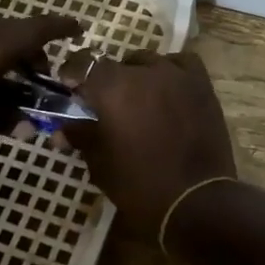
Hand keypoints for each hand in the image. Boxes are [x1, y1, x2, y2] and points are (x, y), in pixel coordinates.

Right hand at [58, 51, 236, 240]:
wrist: (196, 202)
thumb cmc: (140, 187)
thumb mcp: (100, 164)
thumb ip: (81, 136)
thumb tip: (62, 128)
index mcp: (112, 88)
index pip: (84, 63)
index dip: (73, 73)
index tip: (71, 89)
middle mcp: (144, 72)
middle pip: (116, 65)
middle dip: (106, 82)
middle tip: (106, 107)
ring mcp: (177, 75)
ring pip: (149, 62)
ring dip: (138, 76)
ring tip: (139, 100)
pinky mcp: (202, 85)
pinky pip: (181, 64)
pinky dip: (171, 71)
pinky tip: (168, 89)